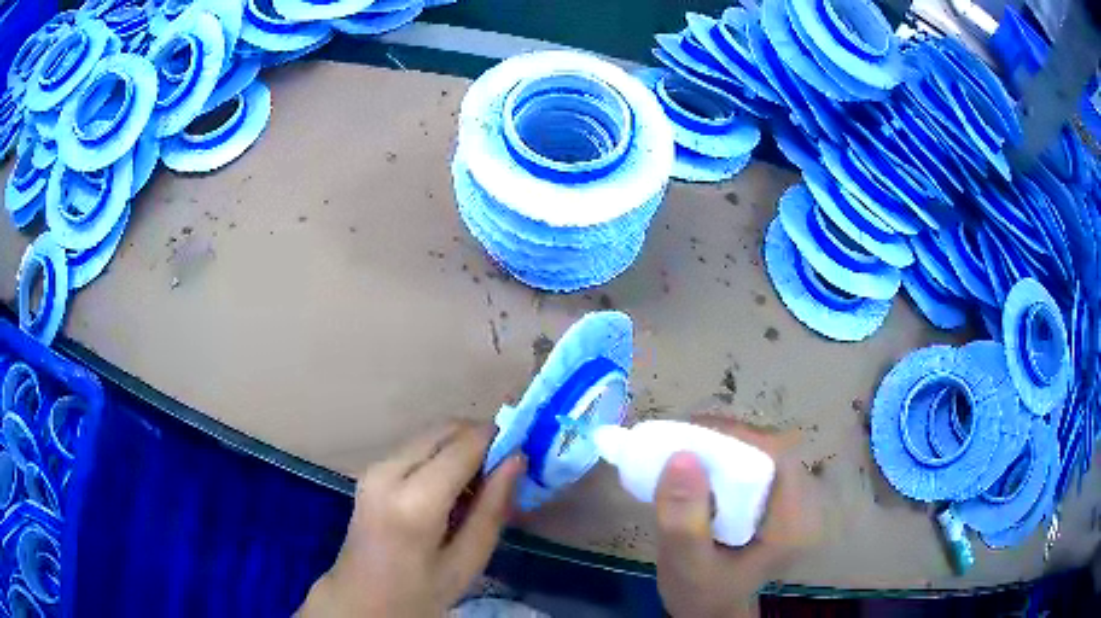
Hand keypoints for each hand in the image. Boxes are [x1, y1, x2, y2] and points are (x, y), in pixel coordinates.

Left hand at [298, 421, 525, 617]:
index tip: (523, 450)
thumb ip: (493, 507)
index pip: (464, 445)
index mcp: (414, 501)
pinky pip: (415, 447)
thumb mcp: (467, 561)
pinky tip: (450, 489)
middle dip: (479, 439)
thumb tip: (517, 458)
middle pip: (444, 429)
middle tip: (503, 469)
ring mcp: (374, 467)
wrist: (362, 599)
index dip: (497, 439)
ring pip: (430, 434)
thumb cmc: (420, 592)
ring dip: (459, 447)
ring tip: (477, 484)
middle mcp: (388, 471)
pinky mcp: (371, 470)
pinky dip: (440, 455)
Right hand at [654, 415, 820, 617]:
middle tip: (680, 440)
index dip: (739, 438)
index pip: (778, 459)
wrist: (710, 610)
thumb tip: (681, 456)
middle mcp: (801, 505)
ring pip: (762, 453)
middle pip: (771, 451)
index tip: (691, 435)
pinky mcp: (774, 500)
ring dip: (723, 446)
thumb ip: (684, 520)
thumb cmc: (701, 593)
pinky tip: (698, 467)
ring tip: (683, 450)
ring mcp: (790, 501)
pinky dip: (725, 458)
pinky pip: (754, 464)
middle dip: (726, 439)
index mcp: (792, 524)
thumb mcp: (686, 564)